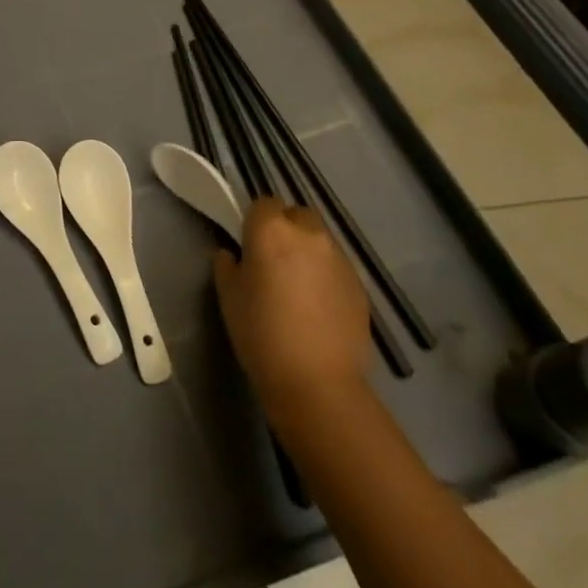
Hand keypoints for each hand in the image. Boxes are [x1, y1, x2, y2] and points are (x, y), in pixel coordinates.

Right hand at [213, 198, 372, 408]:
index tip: (248, 244)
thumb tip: (232, 255)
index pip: (263, 204)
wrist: (317, 383)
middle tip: (273, 261)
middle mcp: (309, 235)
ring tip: (298, 287)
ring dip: (307, 252)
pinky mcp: (360, 286)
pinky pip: (336, 268)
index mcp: (271, 230)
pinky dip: (326, 276)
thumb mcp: (228, 297)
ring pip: (320, 241)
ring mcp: (339, 260)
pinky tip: (318, 308)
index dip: (255, 221)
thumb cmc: (261, 334)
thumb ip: (227, 266)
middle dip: (286, 229)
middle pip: (297, 215)